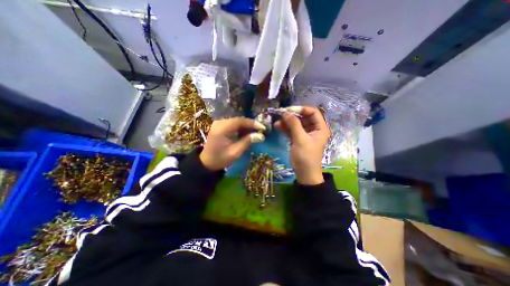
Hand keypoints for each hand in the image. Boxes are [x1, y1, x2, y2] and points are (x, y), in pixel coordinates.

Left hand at [198, 117, 264, 169]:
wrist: (206, 163)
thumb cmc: (220, 159)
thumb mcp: (235, 152)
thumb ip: (247, 142)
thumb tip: (261, 136)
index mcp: (222, 128)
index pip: (240, 121)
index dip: (252, 123)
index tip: (263, 128)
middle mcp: (219, 123)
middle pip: (238, 120)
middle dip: (250, 125)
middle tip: (261, 131)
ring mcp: (219, 124)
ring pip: (236, 122)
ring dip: (246, 127)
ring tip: (255, 133)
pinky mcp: (220, 127)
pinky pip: (233, 125)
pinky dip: (241, 129)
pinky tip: (246, 134)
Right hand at [275, 106, 331, 184]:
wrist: (304, 173)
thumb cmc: (306, 157)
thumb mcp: (301, 140)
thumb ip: (294, 125)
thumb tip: (286, 112)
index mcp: (320, 128)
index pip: (313, 112)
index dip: (302, 109)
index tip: (289, 110)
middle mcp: (313, 129)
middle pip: (303, 117)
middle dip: (292, 116)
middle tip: (281, 115)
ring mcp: (305, 134)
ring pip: (296, 123)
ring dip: (287, 122)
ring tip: (277, 122)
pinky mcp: (298, 138)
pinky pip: (292, 130)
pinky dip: (285, 128)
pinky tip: (277, 126)